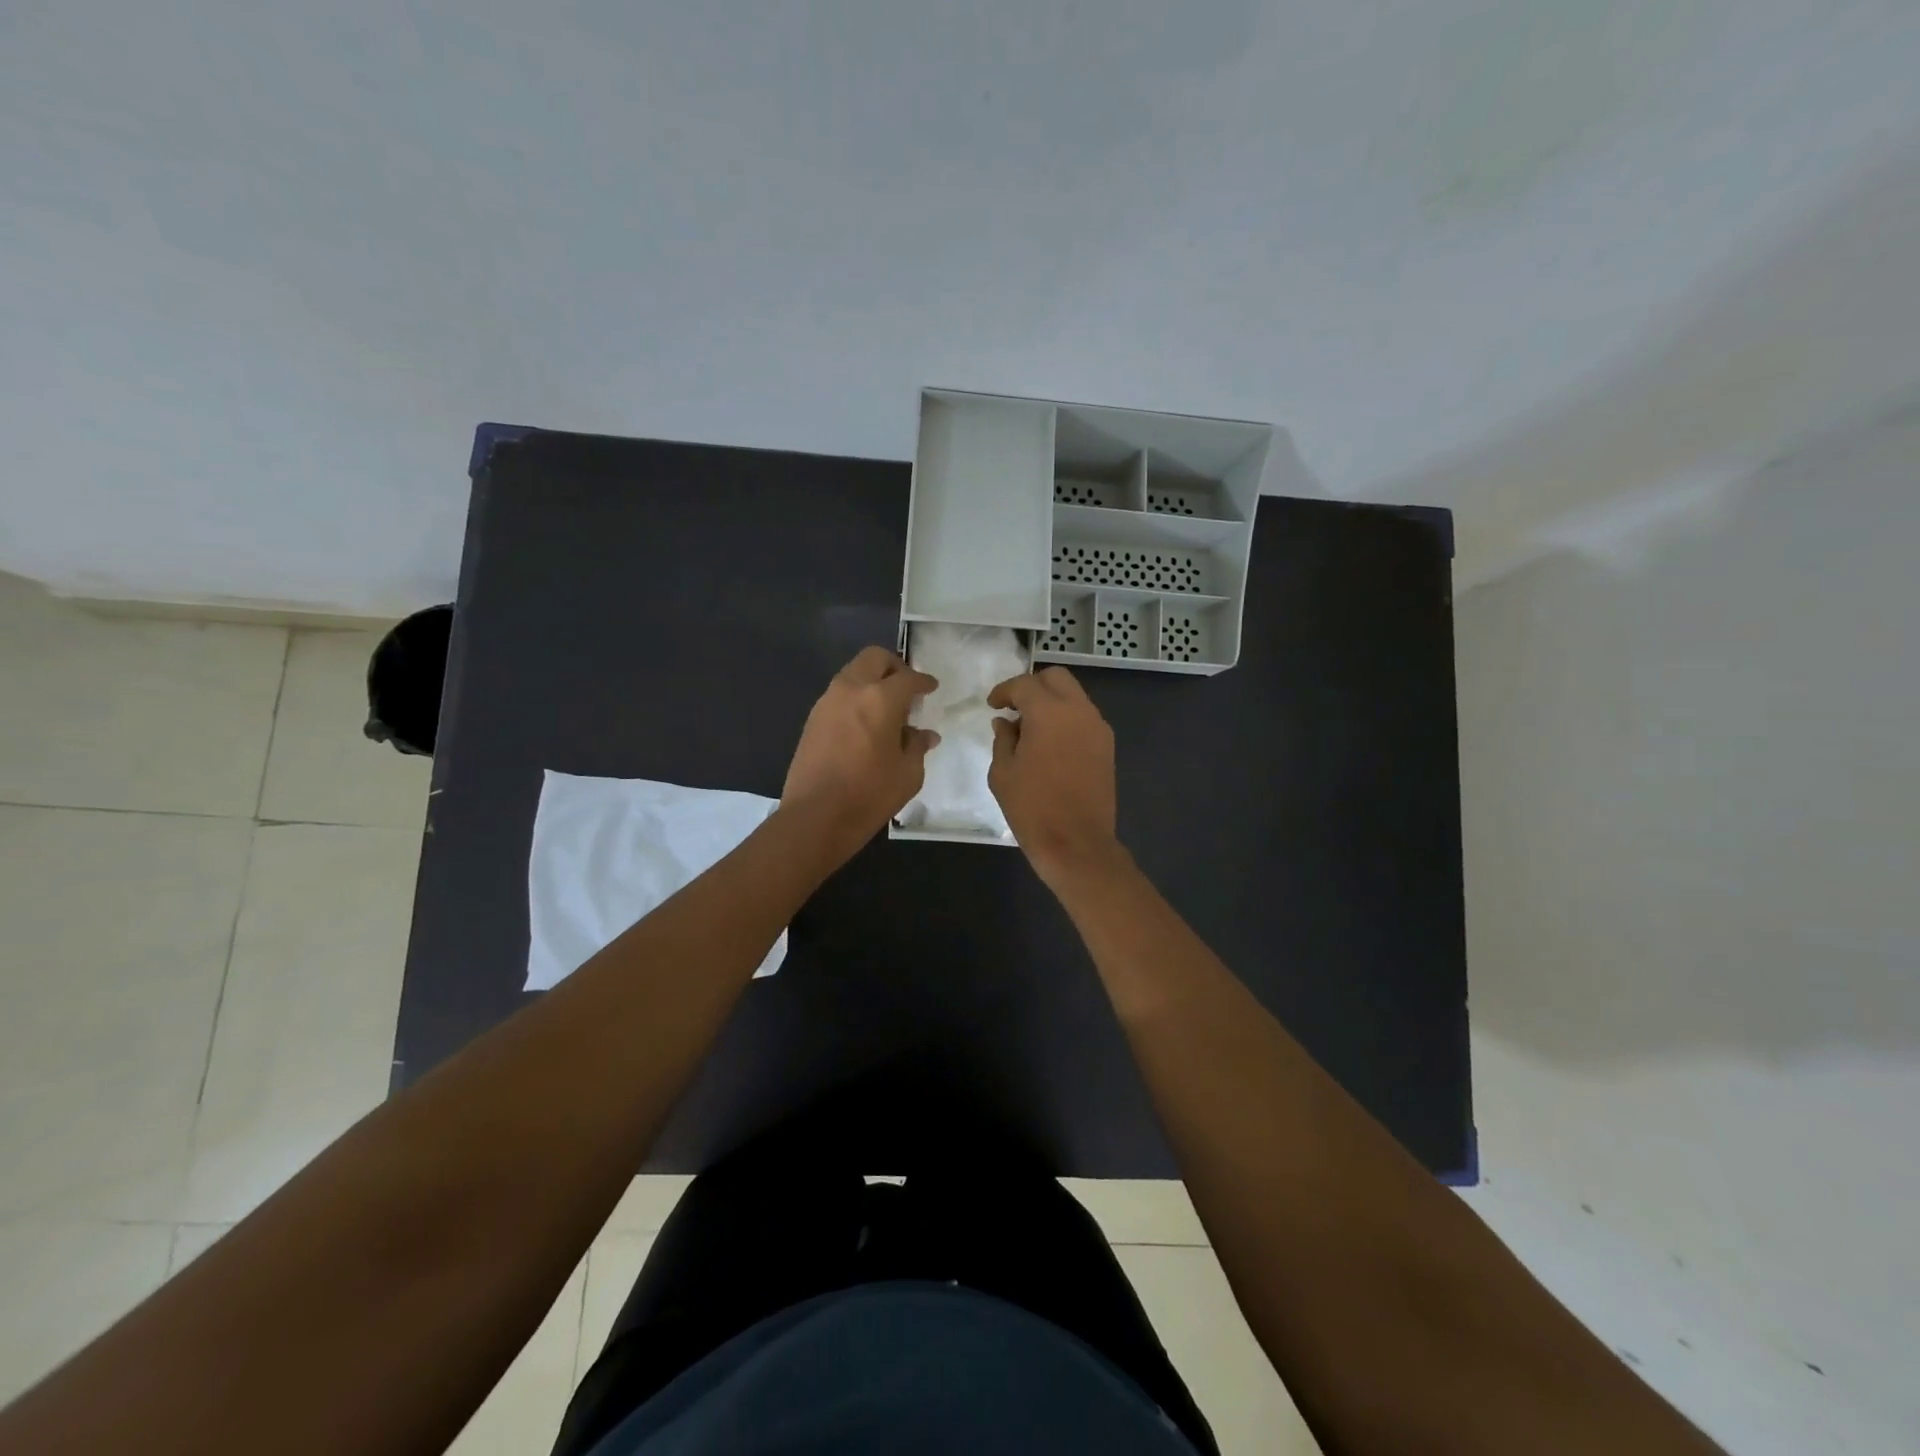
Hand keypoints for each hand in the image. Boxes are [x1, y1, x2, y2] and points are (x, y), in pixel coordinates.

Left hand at [782, 646, 938, 858]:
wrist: (815, 817)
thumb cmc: (869, 795)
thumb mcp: (908, 774)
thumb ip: (917, 746)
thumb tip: (924, 735)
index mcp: (880, 699)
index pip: (908, 678)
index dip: (923, 682)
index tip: (931, 687)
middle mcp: (851, 690)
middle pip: (874, 658)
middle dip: (894, 667)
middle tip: (907, 689)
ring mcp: (827, 702)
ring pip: (853, 673)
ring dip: (872, 681)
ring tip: (887, 709)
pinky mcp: (812, 719)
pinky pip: (839, 694)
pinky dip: (856, 698)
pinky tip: (866, 725)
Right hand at [987, 667, 1123, 885]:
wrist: (1076, 843)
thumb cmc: (1032, 807)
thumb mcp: (1003, 772)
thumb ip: (1003, 739)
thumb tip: (1006, 722)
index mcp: (1050, 712)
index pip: (1024, 684)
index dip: (1004, 691)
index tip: (992, 705)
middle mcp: (1079, 711)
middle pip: (1056, 678)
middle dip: (1032, 686)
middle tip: (1014, 707)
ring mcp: (1098, 728)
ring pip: (1074, 696)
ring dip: (1052, 702)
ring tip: (1030, 728)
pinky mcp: (1107, 746)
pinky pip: (1084, 718)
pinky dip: (1066, 719)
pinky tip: (1050, 743)